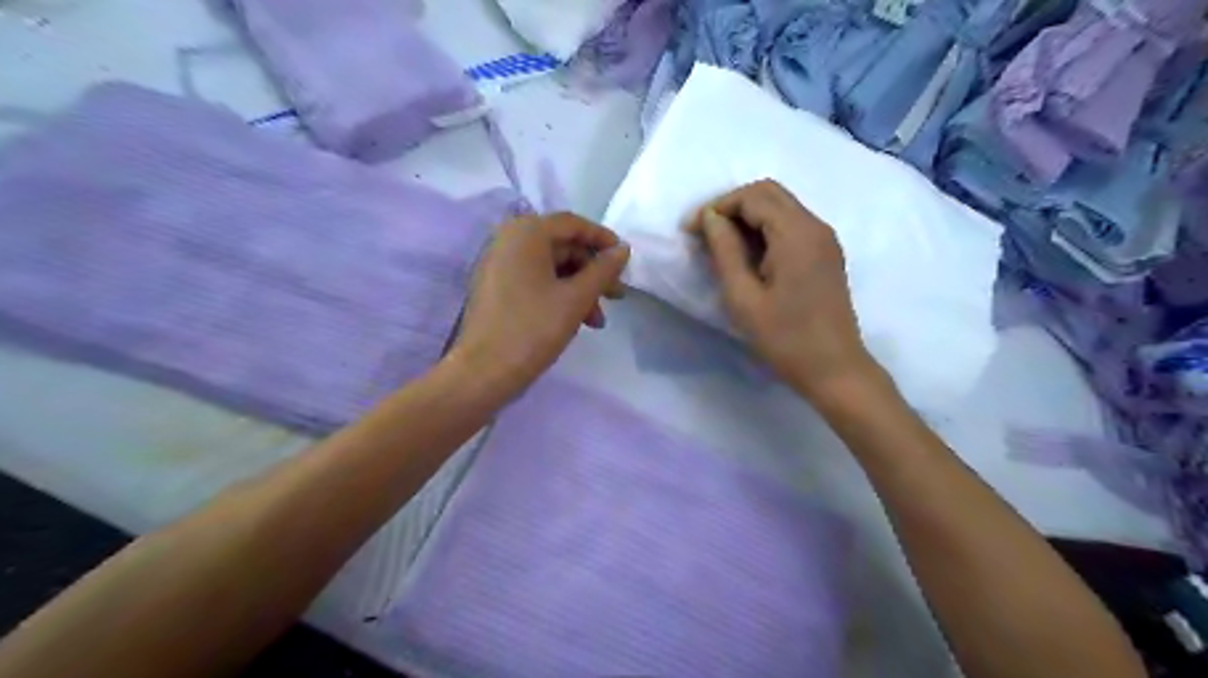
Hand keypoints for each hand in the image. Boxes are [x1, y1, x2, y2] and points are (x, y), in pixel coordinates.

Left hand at [446, 211, 631, 392]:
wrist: (483, 372)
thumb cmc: (533, 328)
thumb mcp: (576, 298)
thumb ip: (603, 270)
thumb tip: (622, 249)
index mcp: (526, 233)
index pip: (573, 224)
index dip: (603, 239)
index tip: (625, 260)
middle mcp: (508, 240)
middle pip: (562, 246)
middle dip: (592, 272)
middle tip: (616, 297)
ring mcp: (498, 264)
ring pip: (551, 267)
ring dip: (579, 288)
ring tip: (596, 320)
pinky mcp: (495, 287)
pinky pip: (535, 280)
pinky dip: (558, 294)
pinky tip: (575, 320)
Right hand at [688, 177, 884, 402]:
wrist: (834, 369)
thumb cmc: (785, 338)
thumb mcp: (744, 298)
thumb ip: (725, 251)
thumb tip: (710, 218)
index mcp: (796, 234)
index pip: (752, 197)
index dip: (717, 207)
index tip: (690, 231)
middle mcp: (815, 226)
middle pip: (769, 193)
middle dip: (731, 206)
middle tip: (703, 233)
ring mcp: (825, 239)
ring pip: (781, 207)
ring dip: (747, 216)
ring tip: (720, 244)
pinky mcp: (826, 254)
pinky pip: (792, 224)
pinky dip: (765, 229)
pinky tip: (747, 254)